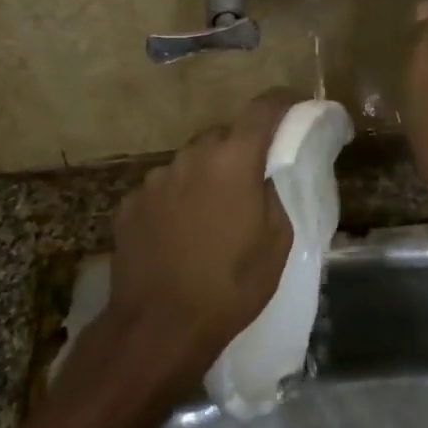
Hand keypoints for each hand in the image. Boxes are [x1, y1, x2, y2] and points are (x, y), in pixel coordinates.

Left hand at [109, 88, 298, 382]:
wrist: (158, 326)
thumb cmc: (230, 286)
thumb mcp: (277, 243)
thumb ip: (274, 194)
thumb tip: (265, 175)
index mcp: (233, 160)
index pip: (263, 108)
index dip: (284, 101)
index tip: (296, 106)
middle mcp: (191, 156)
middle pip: (224, 135)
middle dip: (242, 148)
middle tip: (254, 180)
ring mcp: (155, 178)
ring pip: (192, 162)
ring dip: (208, 175)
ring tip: (214, 215)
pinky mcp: (131, 203)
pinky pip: (165, 188)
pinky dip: (178, 199)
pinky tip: (180, 234)